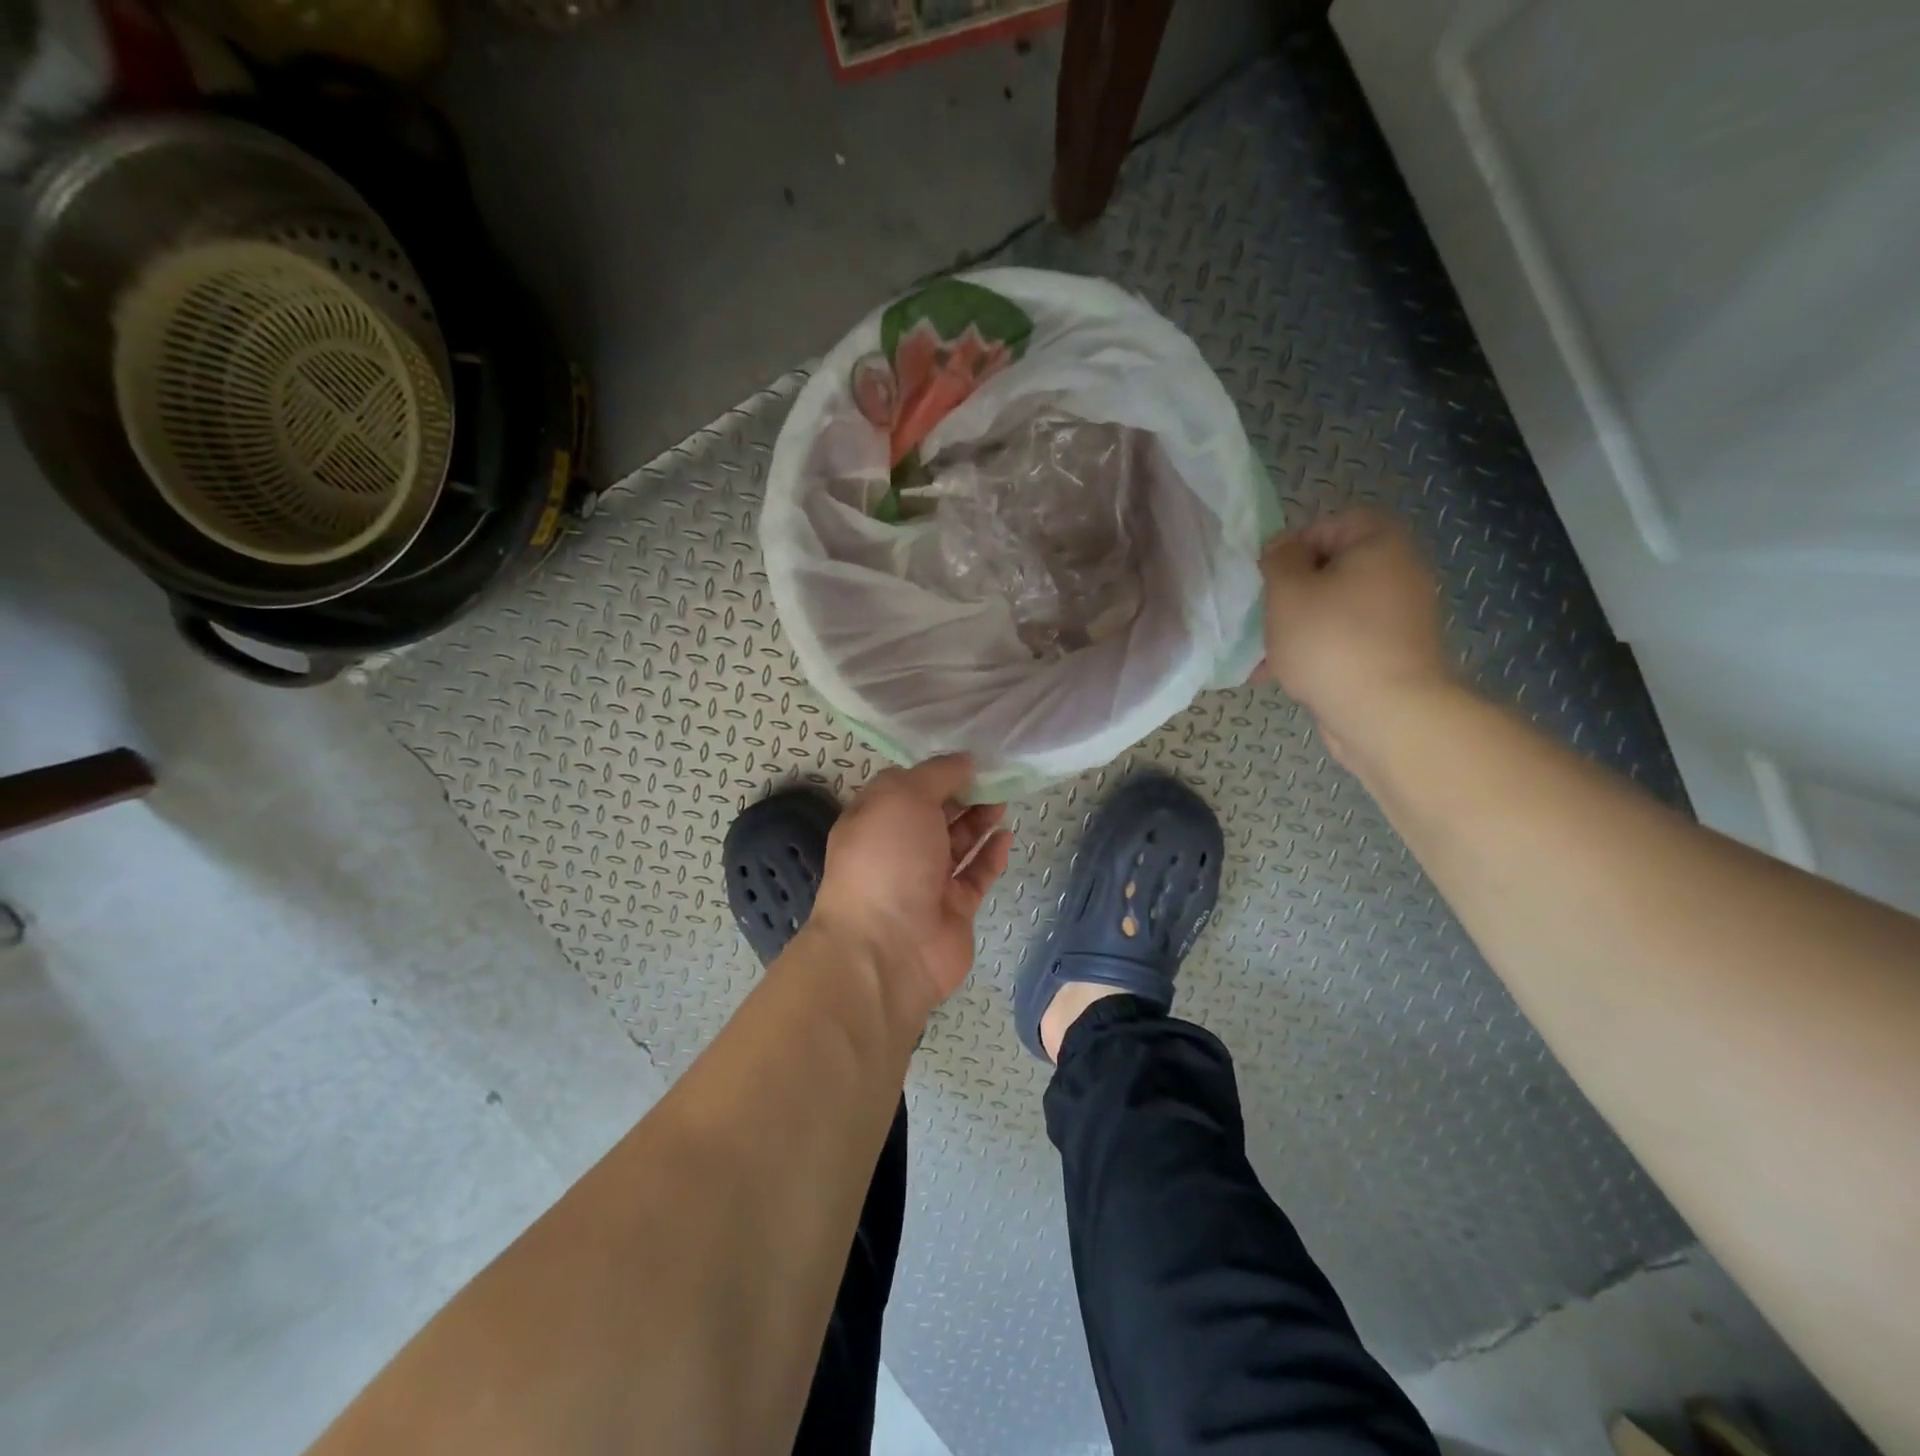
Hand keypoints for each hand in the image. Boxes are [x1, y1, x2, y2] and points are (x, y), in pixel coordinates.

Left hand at [810, 754, 1012, 1012]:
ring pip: (957, 844)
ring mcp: (925, 882)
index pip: (904, 787)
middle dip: (962, 795)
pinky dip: (991, 855)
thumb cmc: (887, 858)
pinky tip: (1007, 836)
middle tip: (995, 777)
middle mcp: (897, 849)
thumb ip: (937, 774)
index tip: (968, 758)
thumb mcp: (903, 797)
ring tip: (1004, 800)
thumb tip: (963, 761)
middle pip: (934, 815)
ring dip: (979, 821)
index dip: (935, 772)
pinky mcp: (953, 909)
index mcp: (874, 820)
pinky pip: (976, 876)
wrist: (888, 947)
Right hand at [1260, 509, 1451, 761]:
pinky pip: (1346, 640)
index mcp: (1380, 544)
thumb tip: (1283, 548)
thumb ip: (1279, 561)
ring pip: (1335, 608)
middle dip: (1292, 592)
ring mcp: (1400, 617)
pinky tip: (1284, 676)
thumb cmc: (1331, 642)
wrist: (1386, 713)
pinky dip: (1317, 651)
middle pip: (1334, 569)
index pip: (1332, 523)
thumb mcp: (1288, 592)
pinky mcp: (1394, 654)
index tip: (1268, 577)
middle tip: (1265, 615)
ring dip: (1298, 626)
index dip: (1294, 544)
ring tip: (1266, 654)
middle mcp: (1399, 573)